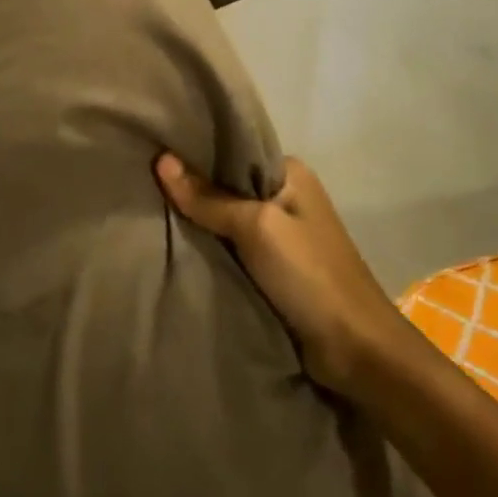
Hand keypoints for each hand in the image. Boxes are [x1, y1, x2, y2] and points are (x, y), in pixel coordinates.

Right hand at [153, 153, 414, 395]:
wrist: (356, 349)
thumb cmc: (309, 275)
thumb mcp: (256, 227)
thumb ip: (208, 198)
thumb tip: (161, 159)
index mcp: (290, 173)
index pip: (233, 149)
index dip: (195, 151)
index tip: (152, 148)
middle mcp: (286, 196)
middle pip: (227, 184)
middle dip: (191, 186)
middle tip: (141, 181)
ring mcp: (281, 234)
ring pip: (227, 219)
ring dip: (197, 220)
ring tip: (147, 208)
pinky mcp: (274, 268)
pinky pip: (232, 248)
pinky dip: (209, 247)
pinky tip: (174, 243)